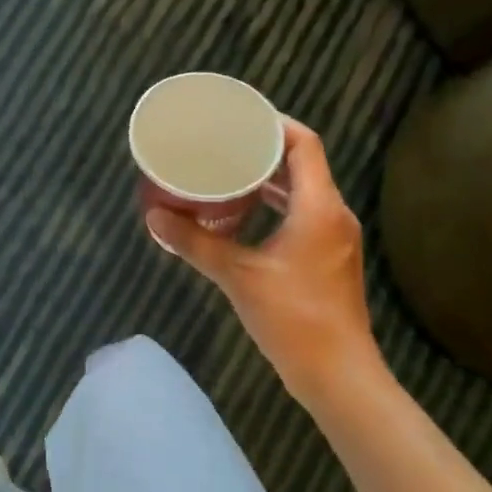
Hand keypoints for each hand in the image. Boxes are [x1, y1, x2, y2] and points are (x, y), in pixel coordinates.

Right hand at [146, 117, 384, 404]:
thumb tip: (154, 216)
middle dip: (264, 149)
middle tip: (222, 143)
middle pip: (303, 163)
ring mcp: (333, 237)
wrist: (337, 373)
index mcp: (319, 207)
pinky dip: (275, 205)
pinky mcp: (327, 257)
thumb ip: (195, 243)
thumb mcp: (237, 276)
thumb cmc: (293, 318)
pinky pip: (302, 213)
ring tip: (227, 171)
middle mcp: (332, 213)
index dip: (274, 124)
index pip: (304, 144)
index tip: (238, 118)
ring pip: (303, 190)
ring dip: (269, 179)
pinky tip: (243, 214)